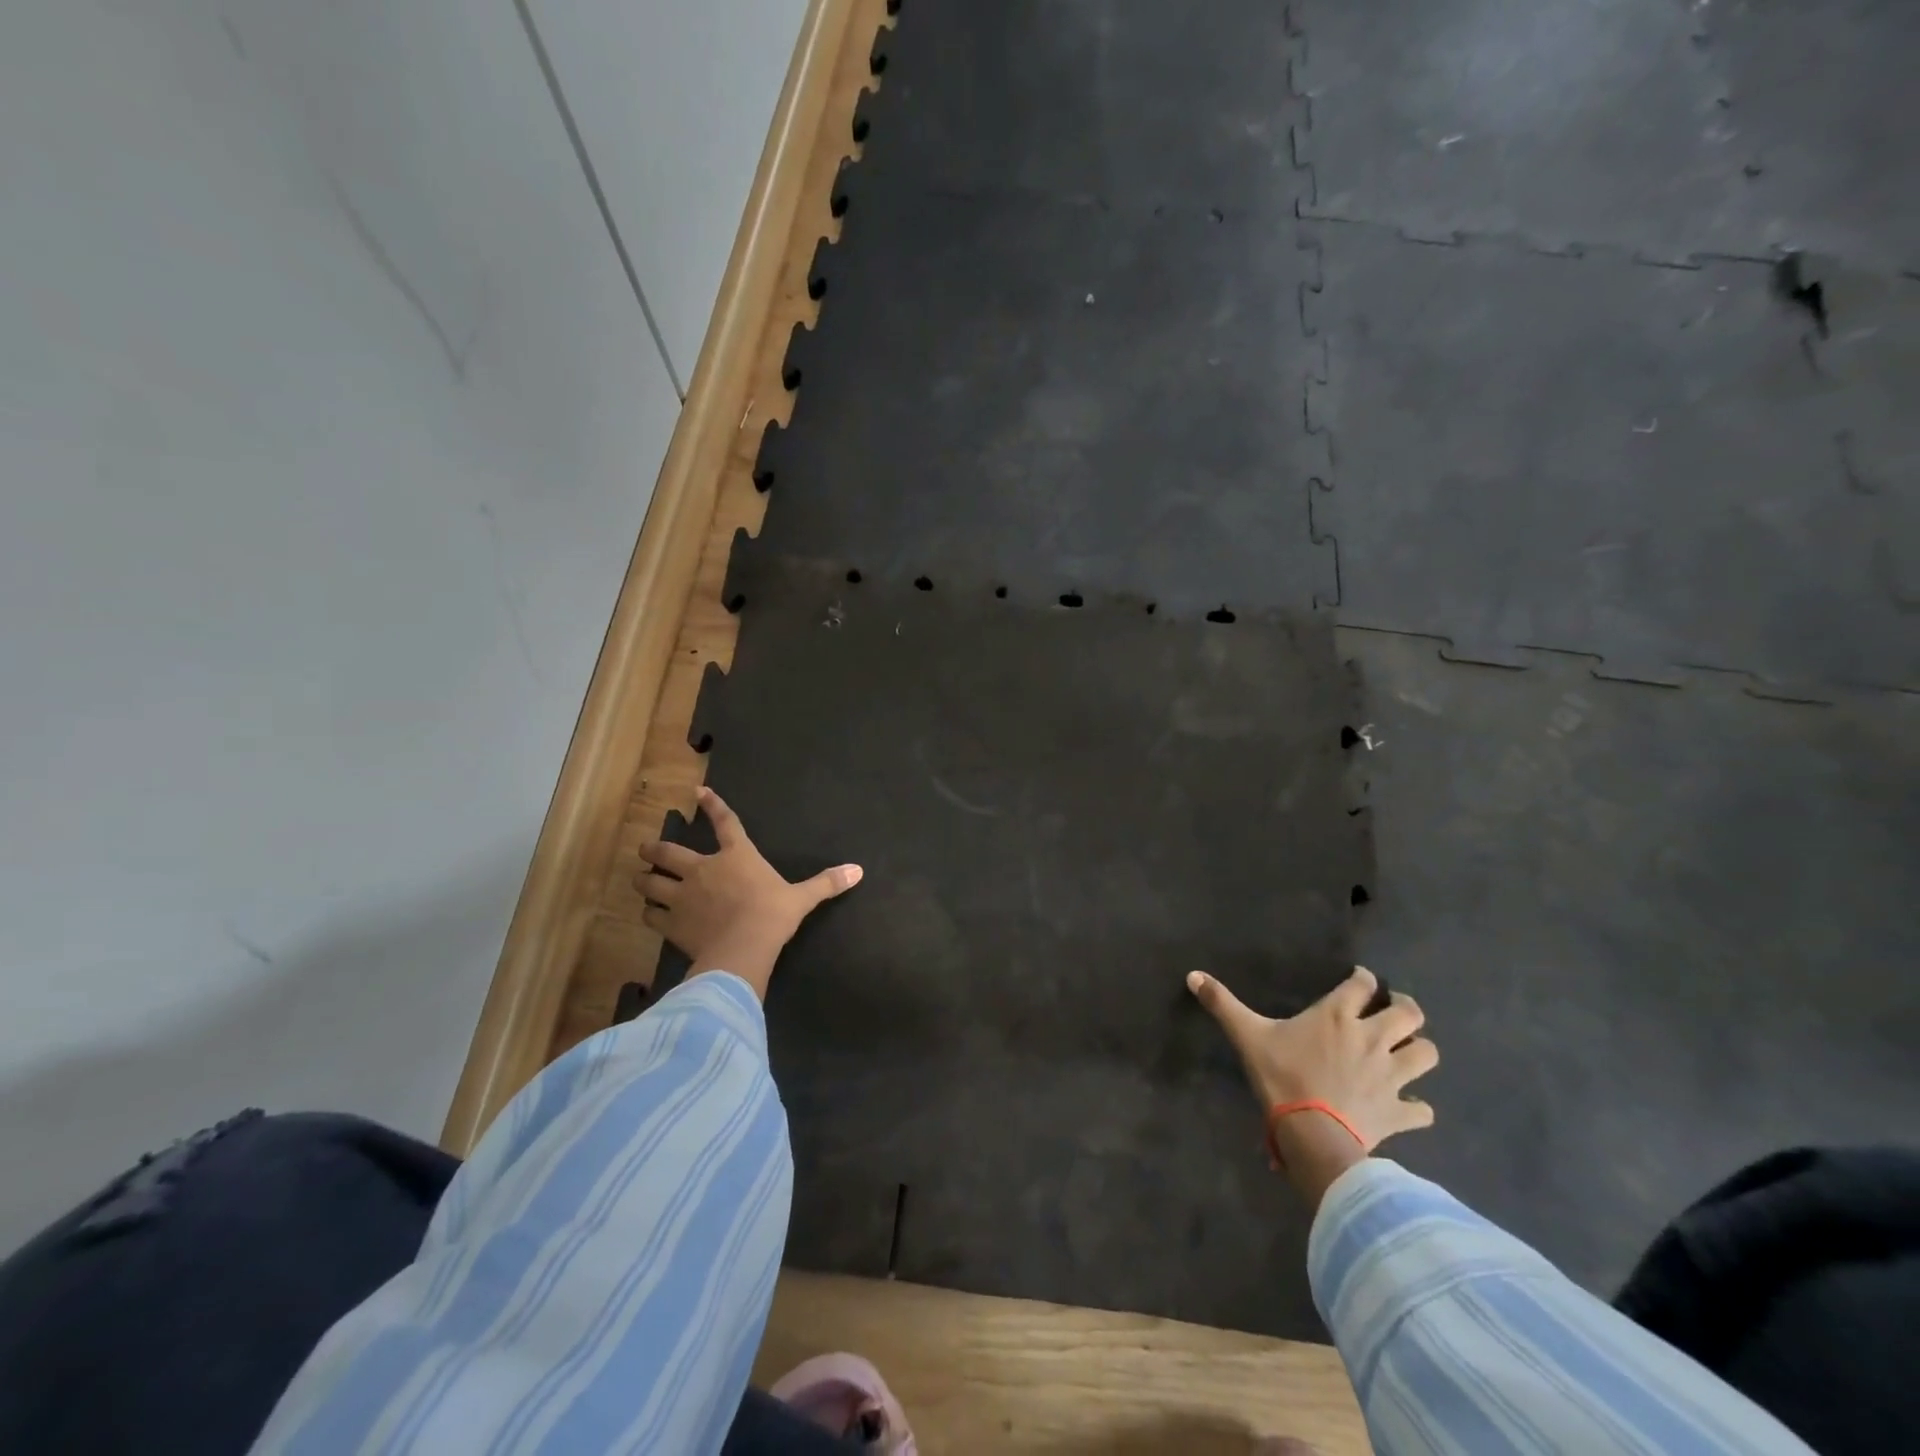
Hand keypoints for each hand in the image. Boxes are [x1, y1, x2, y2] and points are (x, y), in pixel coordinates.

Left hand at [638, 786, 861, 998]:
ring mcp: (682, 896)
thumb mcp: (802, 898)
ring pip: (650, 882)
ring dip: (643, 879)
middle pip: (668, 852)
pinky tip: (648, 914)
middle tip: (645, 849)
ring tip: (639, 879)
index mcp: (737, 856)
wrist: (743, 949)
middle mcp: (703, 869)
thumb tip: (858, 871)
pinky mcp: (670, 923)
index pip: (724, 823)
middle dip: (653, 849)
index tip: (698, 792)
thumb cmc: (772, 916)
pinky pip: (650, 914)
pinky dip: (647, 913)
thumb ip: (826, 883)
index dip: (712, 806)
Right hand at [1187, 965, 1437, 1204]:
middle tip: (1395, 1009)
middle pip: (1409, 1013)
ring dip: (1420, 1050)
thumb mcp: (1247, 1035)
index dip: (1364, 978)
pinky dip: (1419, 1107)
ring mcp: (1391, 1076)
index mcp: (1338, 1016)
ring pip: (1426, 1054)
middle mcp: (1371, 1038)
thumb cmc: (1281, 1077)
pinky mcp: (1398, 1112)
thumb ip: (1222, 1004)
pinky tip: (1410, 1106)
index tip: (1360, 980)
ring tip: (1408, 1050)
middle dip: (1406, 1008)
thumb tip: (1192, 975)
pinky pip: (1422, 1109)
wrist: (1312, 1135)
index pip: (1362, 984)